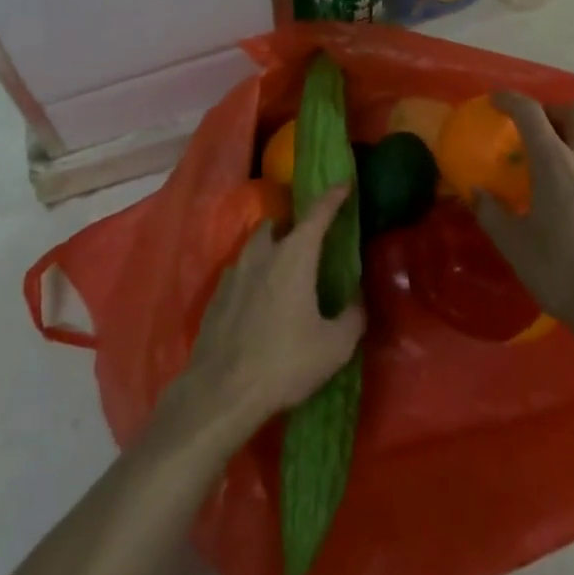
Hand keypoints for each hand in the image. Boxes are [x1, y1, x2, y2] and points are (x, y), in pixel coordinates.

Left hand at [176, 185, 365, 438]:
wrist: (221, 391)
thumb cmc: (284, 362)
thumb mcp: (334, 346)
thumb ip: (352, 316)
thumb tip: (356, 300)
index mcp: (294, 256)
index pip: (317, 214)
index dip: (333, 197)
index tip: (345, 183)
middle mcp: (262, 255)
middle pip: (277, 224)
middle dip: (294, 224)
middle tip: (310, 240)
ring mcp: (233, 273)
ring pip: (255, 246)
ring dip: (271, 247)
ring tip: (286, 270)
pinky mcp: (216, 296)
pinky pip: (240, 272)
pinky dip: (254, 274)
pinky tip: (261, 300)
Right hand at [472, 92, 573, 345]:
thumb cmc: (560, 271)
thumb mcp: (514, 244)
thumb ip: (491, 212)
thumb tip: (477, 191)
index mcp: (556, 165)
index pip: (532, 114)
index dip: (511, 100)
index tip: (494, 100)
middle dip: (550, 110)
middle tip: (531, 125)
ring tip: (556, 146)